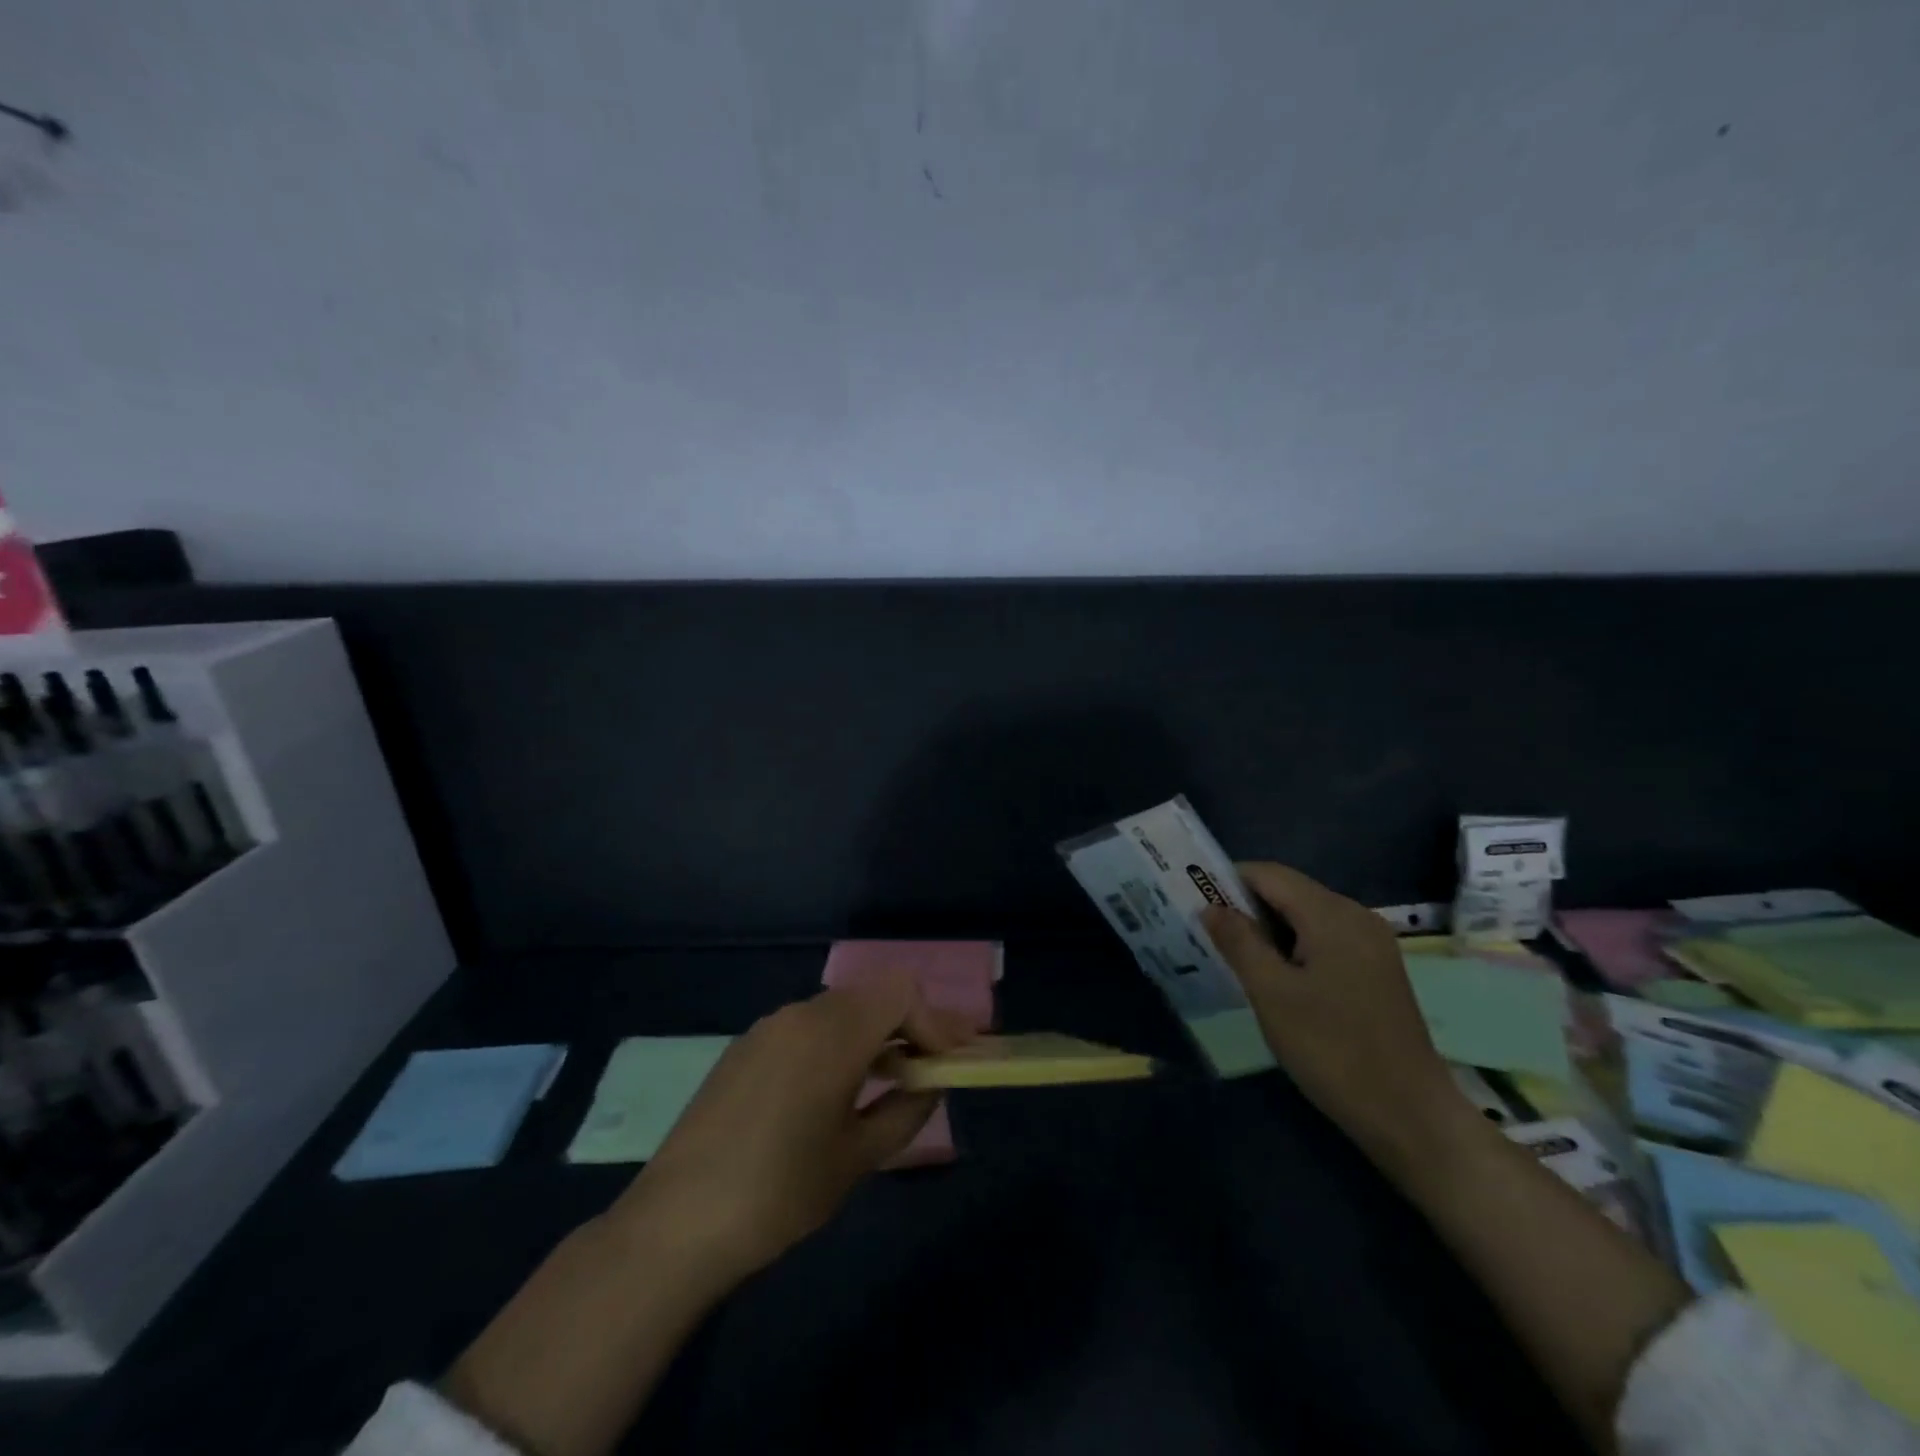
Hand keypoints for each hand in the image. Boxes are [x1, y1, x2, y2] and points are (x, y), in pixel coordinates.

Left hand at [612, 983, 971, 1285]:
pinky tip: (833, 1089)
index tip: (950, 1060)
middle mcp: (800, 1014)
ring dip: (872, 1034)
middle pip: (871, 995)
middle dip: (908, 1025)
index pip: (901, 992)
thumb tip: (931, 1083)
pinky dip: (836, 1043)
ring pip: (838, 1010)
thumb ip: (906, 1111)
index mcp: (832, 1032)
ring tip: (888, 1080)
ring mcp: (767, 1028)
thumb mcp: (857, 1158)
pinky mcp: (744, 1048)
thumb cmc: (779, 1193)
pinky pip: (806, 1028)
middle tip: (931, 1066)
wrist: (676, 1224)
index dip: (934, 1020)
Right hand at [1202, 862, 1466, 1161]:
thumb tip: (1210, 907)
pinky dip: (1293, 945)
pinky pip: (1324, 938)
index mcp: (1332, 914)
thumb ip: (1239, 942)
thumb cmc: (1333, 1050)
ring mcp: (1371, 943)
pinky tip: (1274, 976)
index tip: (1194, 901)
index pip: (1269, 874)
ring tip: (1232, 954)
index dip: (1228, 880)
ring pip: (1306, 916)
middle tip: (1207, 932)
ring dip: (1267, 928)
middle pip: (1289, 891)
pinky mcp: (1376, 969)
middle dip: (1246, 906)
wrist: (1410, 1115)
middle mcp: (1356, 916)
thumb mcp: (1272, 994)